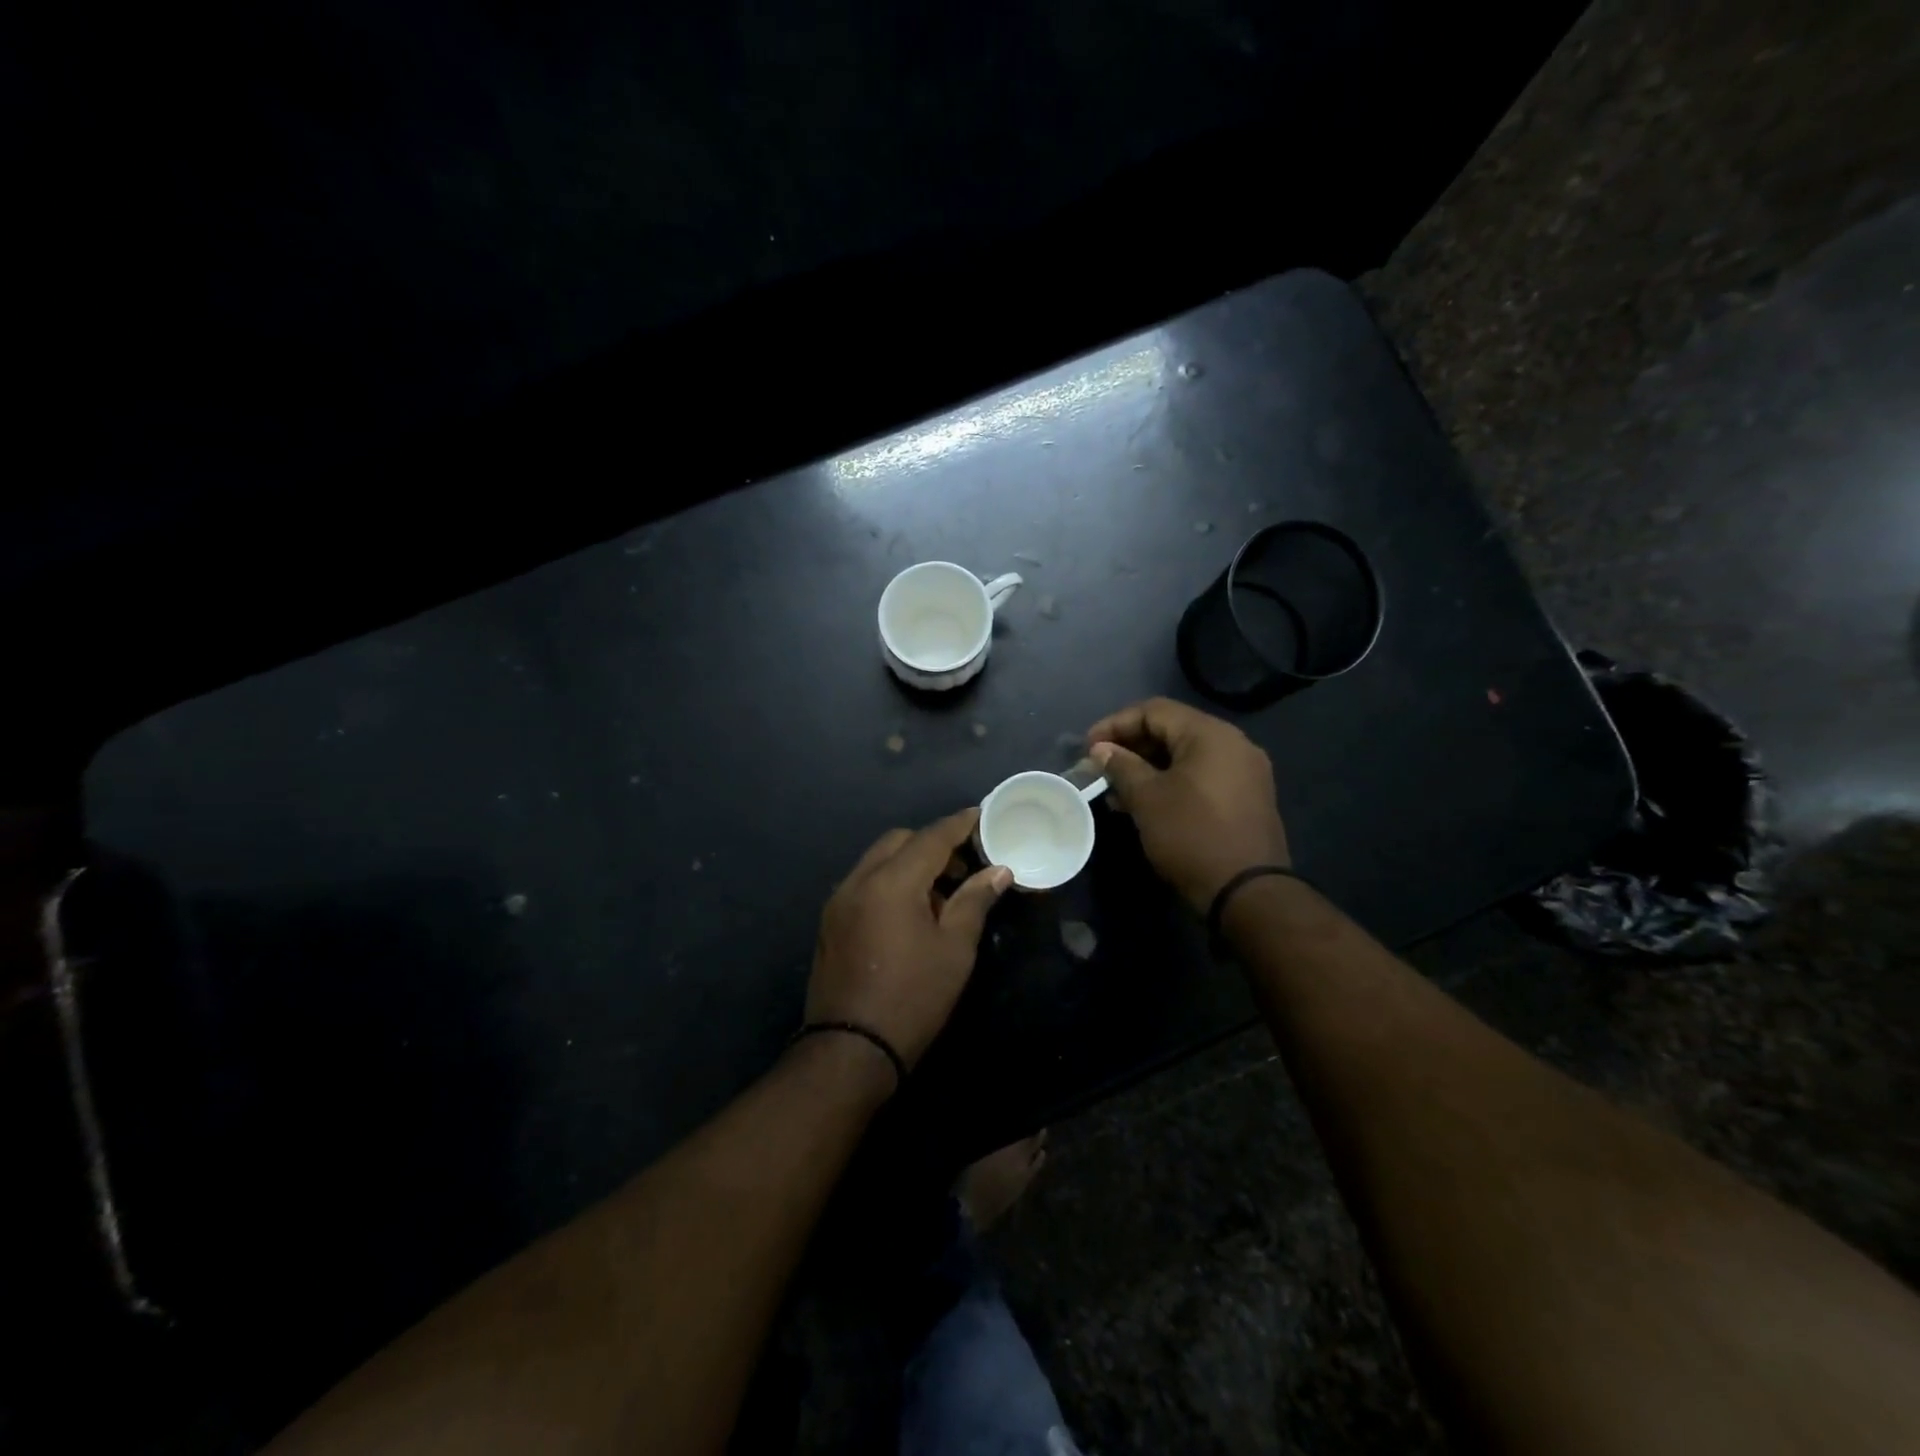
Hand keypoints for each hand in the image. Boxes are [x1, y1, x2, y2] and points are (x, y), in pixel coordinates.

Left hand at [806, 809, 1012, 1071]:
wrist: (850, 1049)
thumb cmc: (913, 997)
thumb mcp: (954, 948)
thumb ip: (975, 900)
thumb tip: (998, 870)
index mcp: (891, 881)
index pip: (931, 837)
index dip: (959, 824)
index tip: (981, 815)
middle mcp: (859, 880)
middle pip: (899, 841)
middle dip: (932, 843)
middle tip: (964, 864)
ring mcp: (839, 900)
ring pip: (878, 859)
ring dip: (909, 862)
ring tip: (941, 891)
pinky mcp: (831, 921)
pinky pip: (864, 882)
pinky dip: (889, 880)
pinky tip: (911, 910)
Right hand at [1087, 697, 1289, 912]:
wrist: (1247, 892)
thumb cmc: (1192, 835)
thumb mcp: (1147, 798)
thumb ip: (1121, 766)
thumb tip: (1101, 750)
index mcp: (1210, 734)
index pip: (1154, 711)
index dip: (1115, 724)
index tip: (1087, 748)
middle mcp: (1233, 743)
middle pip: (1172, 730)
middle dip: (1131, 746)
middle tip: (1100, 768)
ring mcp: (1244, 771)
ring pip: (1185, 755)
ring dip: (1148, 767)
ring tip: (1116, 790)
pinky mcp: (1246, 797)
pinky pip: (1201, 776)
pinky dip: (1171, 781)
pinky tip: (1146, 802)